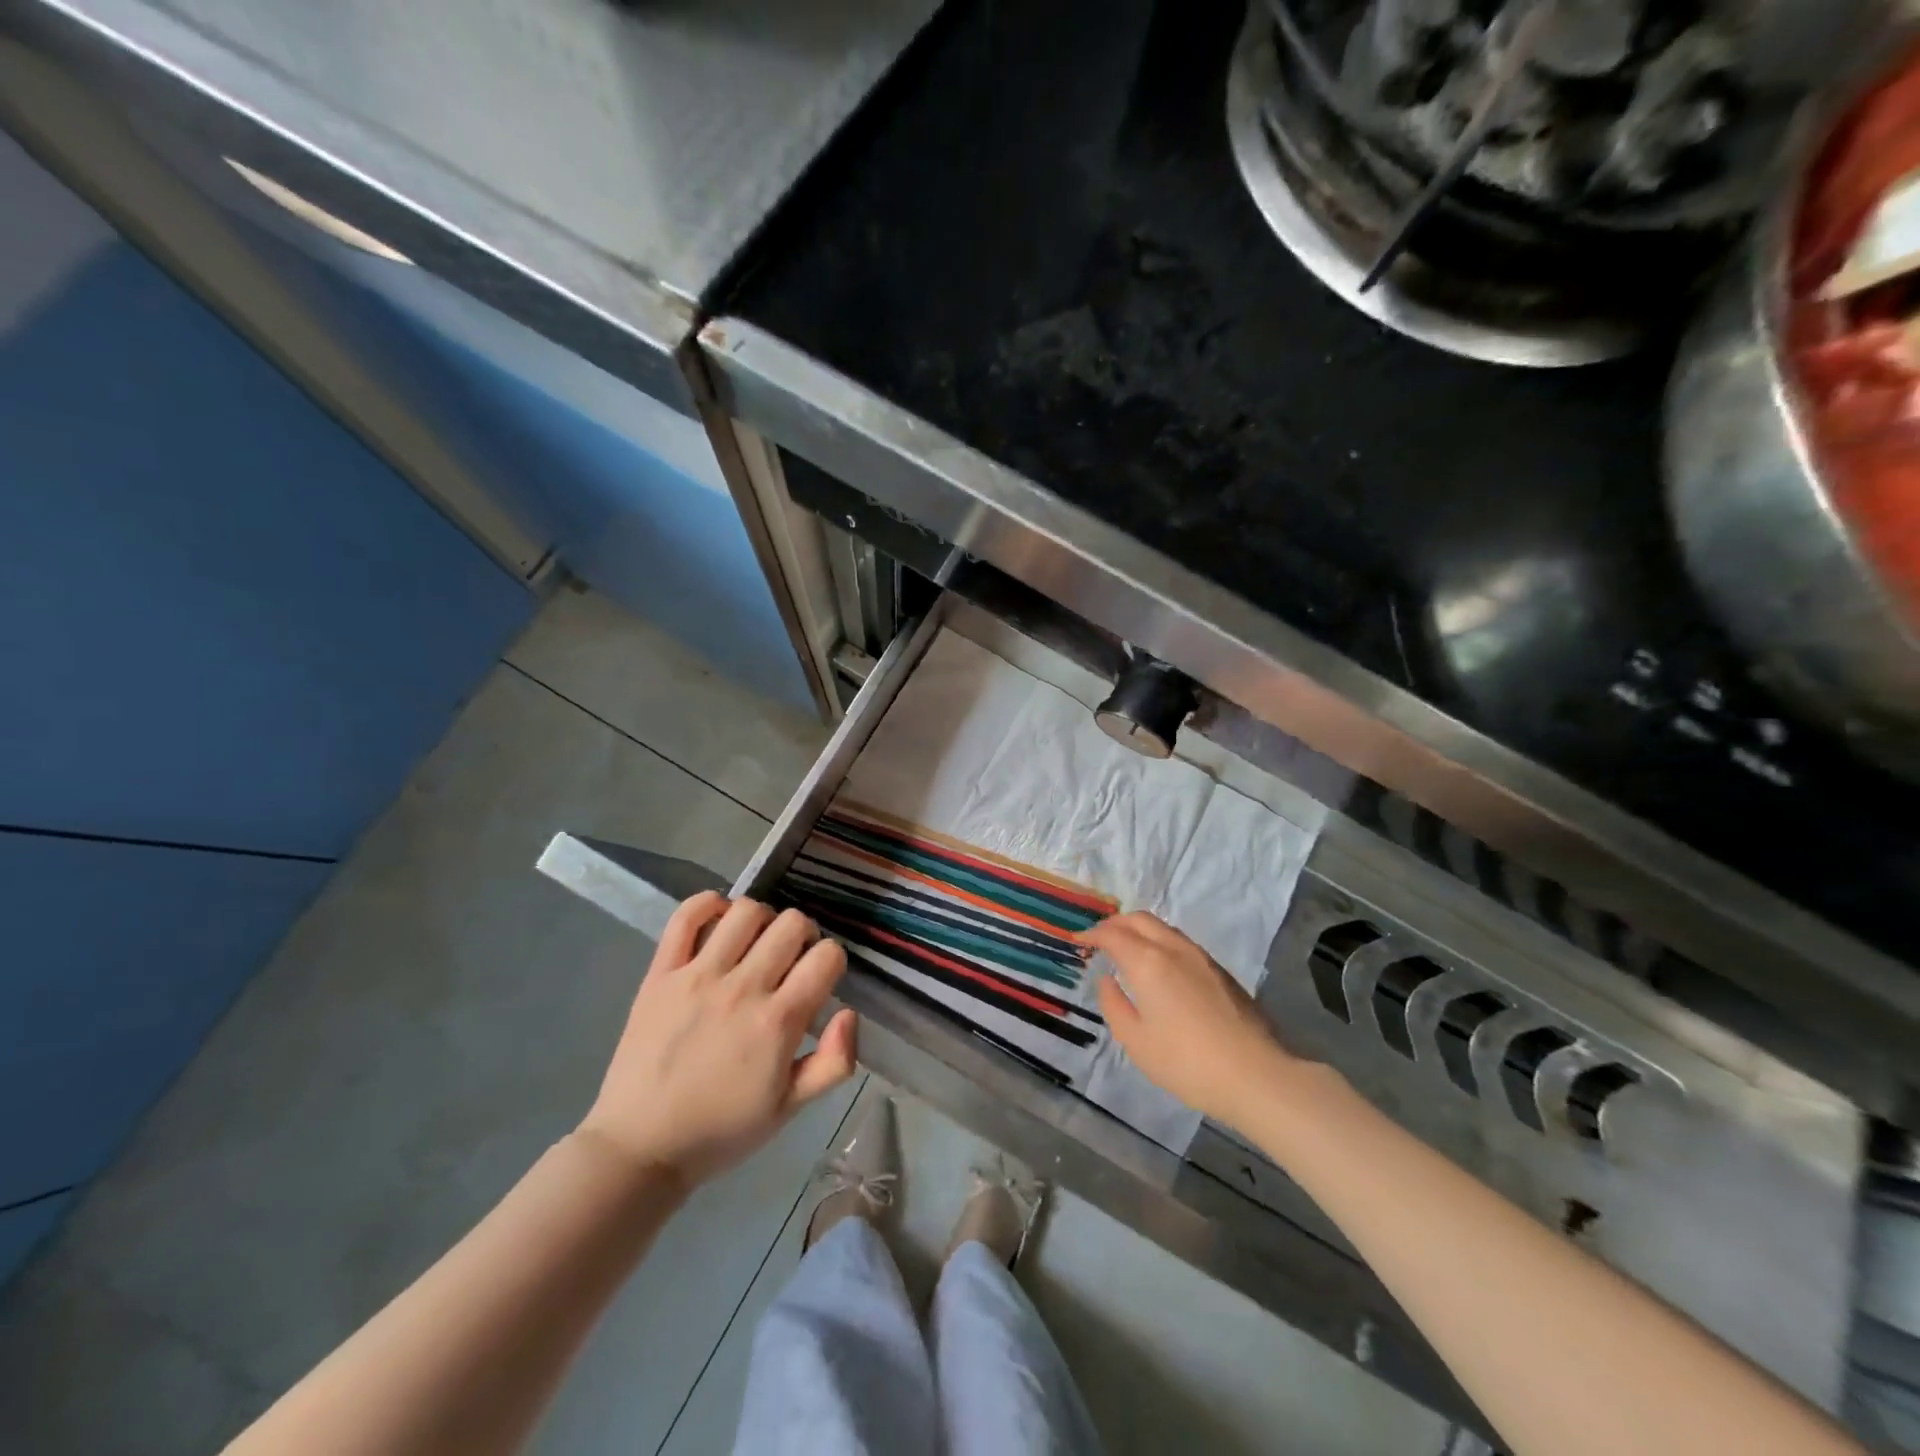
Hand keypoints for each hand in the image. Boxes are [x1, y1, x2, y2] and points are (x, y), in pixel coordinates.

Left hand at [578, 893, 857, 1188]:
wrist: (639, 1148)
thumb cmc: (721, 1130)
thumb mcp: (790, 1109)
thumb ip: (834, 1062)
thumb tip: (849, 1012)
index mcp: (778, 1022)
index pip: (827, 956)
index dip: (832, 962)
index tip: (819, 981)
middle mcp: (742, 988)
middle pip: (792, 923)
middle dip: (803, 936)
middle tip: (790, 961)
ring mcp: (698, 975)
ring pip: (746, 911)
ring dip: (762, 920)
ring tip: (755, 944)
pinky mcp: (661, 973)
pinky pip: (686, 916)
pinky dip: (708, 905)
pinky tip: (719, 921)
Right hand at [1083, 912, 1304, 1132]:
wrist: (1256, 1075)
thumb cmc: (1187, 1063)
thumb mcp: (1137, 1041)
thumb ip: (1114, 1005)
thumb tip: (1107, 979)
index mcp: (1148, 962)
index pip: (1113, 935)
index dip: (1092, 934)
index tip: (1078, 940)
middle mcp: (1174, 949)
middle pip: (1139, 919)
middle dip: (1115, 923)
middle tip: (1099, 939)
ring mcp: (1201, 957)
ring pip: (1163, 927)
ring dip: (1139, 930)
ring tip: (1126, 948)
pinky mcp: (1220, 970)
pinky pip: (1179, 941)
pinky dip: (1158, 941)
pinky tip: (1157, 965)